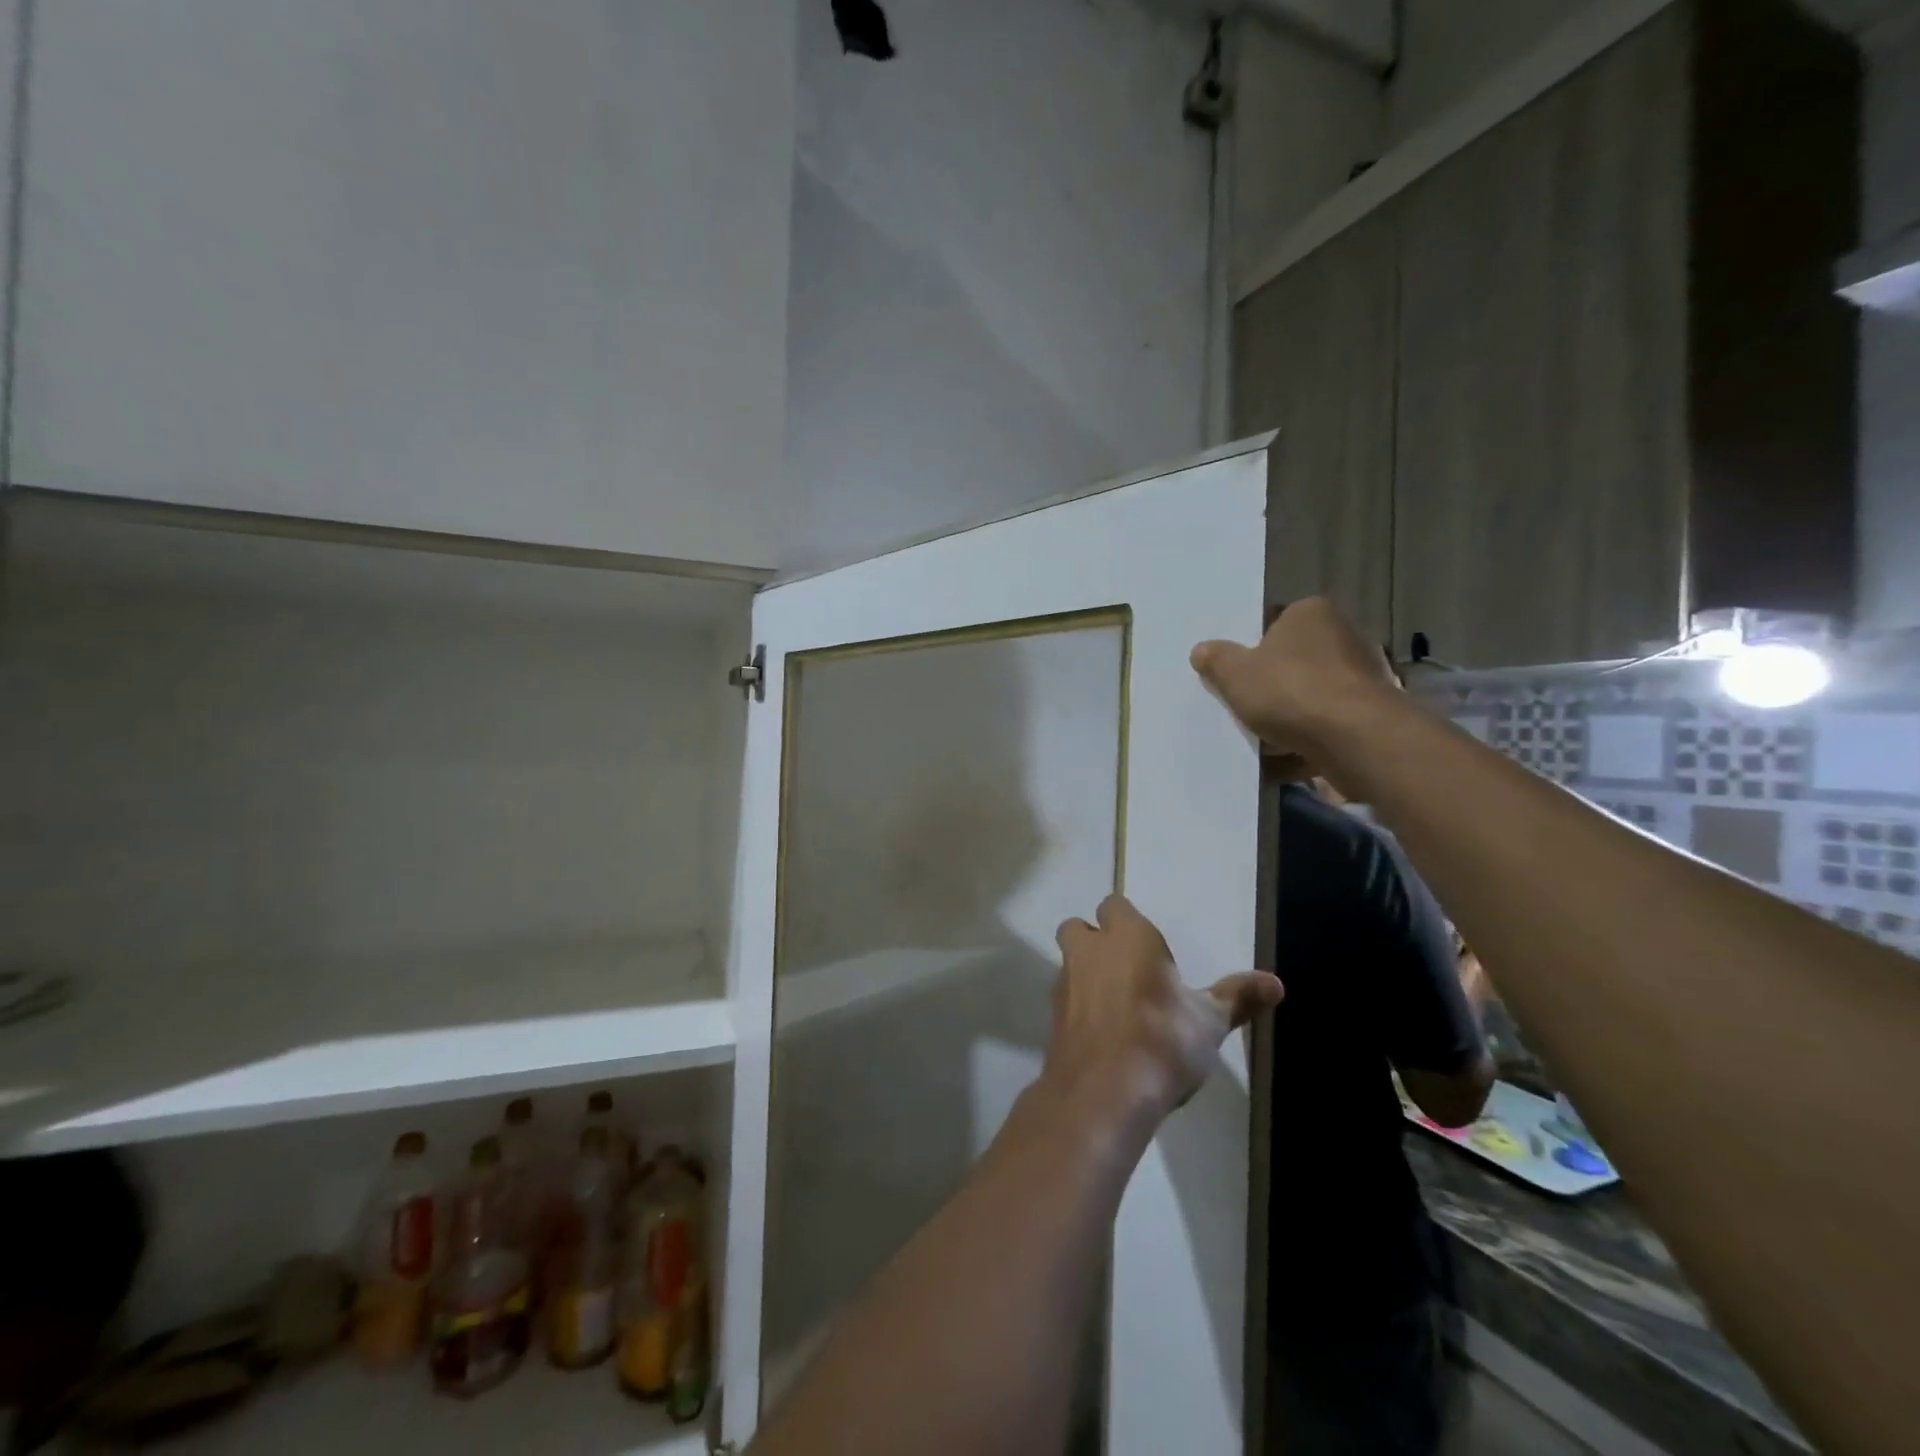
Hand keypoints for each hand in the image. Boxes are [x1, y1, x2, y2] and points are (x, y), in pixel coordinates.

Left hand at [1048, 895, 1281, 1122]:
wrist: (1104, 1092)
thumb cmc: (1163, 1040)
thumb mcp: (1210, 1021)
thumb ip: (1238, 997)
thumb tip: (1277, 983)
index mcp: (1127, 936)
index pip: (1115, 905)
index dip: (1127, 921)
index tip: (1150, 948)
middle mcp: (1089, 950)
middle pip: (1078, 928)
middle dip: (1095, 941)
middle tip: (1126, 970)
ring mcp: (1065, 984)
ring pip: (1069, 964)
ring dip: (1086, 975)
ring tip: (1118, 1007)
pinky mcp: (1053, 1018)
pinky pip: (1065, 1001)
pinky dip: (1080, 1010)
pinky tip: (1104, 1037)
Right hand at [1189, 597, 1398, 768]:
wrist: (1356, 740)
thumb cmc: (1291, 692)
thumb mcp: (1235, 675)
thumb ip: (1216, 660)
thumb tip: (1202, 650)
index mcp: (1310, 614)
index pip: (1272, 623)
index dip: (1248, 649)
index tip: (1232, 674)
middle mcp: (1342, 636)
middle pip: (1291, 663)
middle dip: (1267, 688)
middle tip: (1239, 708)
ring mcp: (1361, 677)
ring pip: (1307, 698)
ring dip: (1284, 721)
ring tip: (1256, 743)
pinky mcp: (1371, 715)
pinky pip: (1325, 727)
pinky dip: (1304, 744)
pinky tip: (1279, 765)